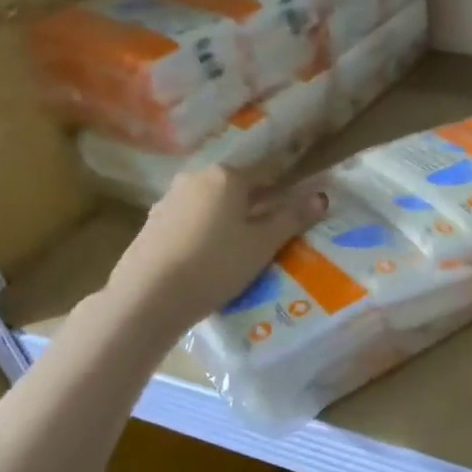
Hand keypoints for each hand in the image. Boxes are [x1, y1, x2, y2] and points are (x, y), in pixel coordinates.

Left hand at [108, 166, 325, 331]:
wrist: (149, 296)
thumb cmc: (216, 265)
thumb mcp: (263, 244)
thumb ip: (292, 218)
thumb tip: (322, 196)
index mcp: (227, 176)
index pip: (266, 176)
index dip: (284, 194)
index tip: (294, 214)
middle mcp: (195, 178)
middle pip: (235, 189)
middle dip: (253, 208)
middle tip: (268, 238)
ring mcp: (169, 199)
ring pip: (210, 205)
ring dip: (226, 221)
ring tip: (237, 252)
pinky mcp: (151, 223)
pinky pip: (189, 221)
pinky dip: (203, 233)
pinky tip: (206, 259)